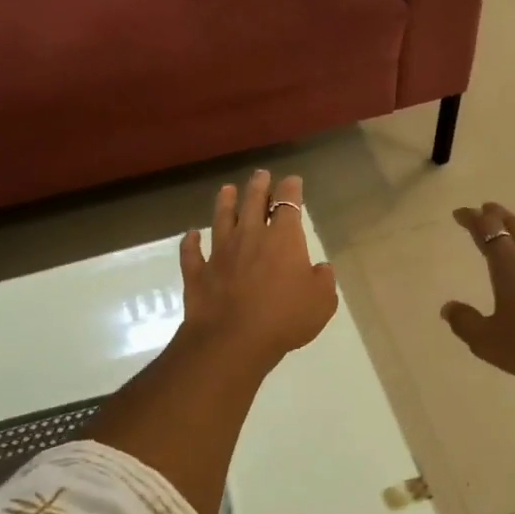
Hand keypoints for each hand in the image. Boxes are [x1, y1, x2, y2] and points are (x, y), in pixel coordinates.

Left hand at [178, 171, 338, 373]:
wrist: (234, 339)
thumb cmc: (285, 317)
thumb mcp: (322, 301)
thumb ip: (323, 280)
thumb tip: (320, 268)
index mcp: (283, 238)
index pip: (288, 204)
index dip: (291, 189)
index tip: (292, 181)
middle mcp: (249, 236)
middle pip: (252, 203)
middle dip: (258, 186)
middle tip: (260, 174)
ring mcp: (220, 253)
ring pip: (221, 219)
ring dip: (225, 203)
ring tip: (227, 190)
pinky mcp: (198, 273)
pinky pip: (192, 253)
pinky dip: (191, 242)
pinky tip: (191, 235)